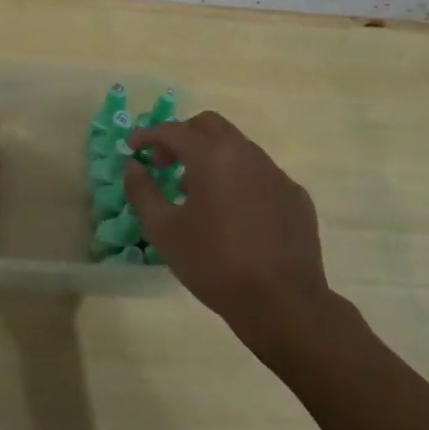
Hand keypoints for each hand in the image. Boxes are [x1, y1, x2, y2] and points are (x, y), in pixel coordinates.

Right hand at [124, 111, 339, 353]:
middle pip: (209, 125)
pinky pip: (261, 173)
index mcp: (212, 157)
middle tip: (165, 163)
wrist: (282, 303)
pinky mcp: (296, 196)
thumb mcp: (163, 230)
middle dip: (182, 136)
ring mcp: (276, 174)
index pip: (173, 130)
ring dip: (211, 156)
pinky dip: (239, 179)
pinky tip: (233, 213)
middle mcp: (247, 154)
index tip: (132, 148)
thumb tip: (133, 165)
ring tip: (196, 191)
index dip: (148, 135)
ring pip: (237, 147)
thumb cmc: (214, 264)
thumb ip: (142, 191)